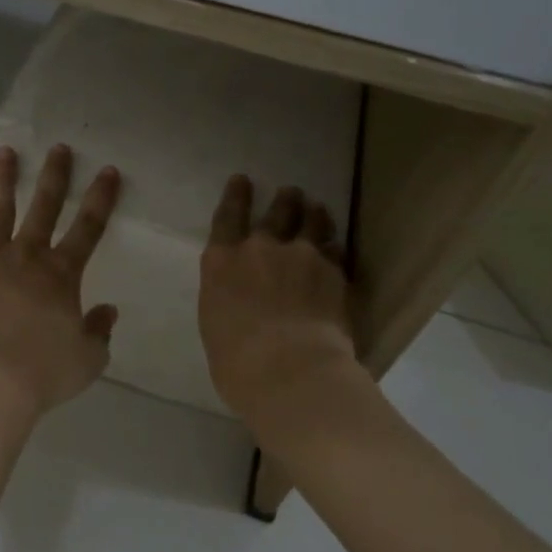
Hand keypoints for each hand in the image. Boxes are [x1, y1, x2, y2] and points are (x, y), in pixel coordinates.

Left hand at [0, 144, 121, 419]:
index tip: (108, 170)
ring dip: (4, 181)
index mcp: (61, 274)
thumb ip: (99, 331)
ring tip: (4, 154)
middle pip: (43, 207)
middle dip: (55, 175)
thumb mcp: (88, 359)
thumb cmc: (43, 373)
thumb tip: (106, 310)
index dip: (101, 198)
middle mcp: (26, 258)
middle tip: (59, 148)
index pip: (88, 227)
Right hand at [199, 177, 364, 435]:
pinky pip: (336, 251)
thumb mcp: (215, 325)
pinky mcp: (334, 273)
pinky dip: (334, 247)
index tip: (242, 180)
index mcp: (221, 262)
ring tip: (318, 209)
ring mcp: (301, 257)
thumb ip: (227, 301)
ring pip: (312, 223)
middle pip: (276, 213)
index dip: (235, 196)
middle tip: (290, 192)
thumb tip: (241, 301)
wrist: (290, 371)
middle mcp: (260, 249)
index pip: (227, 217)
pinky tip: (336, 248)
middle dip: (284, 200)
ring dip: (314, 214)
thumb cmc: (237, 363)